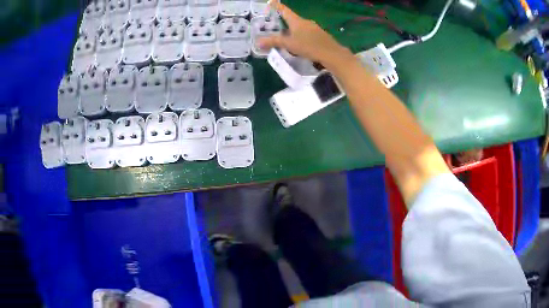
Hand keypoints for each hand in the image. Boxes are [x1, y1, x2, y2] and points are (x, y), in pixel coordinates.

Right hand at [258, 1, 352, 67]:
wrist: (332, 54)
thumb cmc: (309, 46)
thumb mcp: (289, 44)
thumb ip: (273, 42)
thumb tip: (258, 42)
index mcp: (297, 21)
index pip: (284, 10)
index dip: (277, 6)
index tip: (271, 2)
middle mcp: (306, 22)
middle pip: (292, 19)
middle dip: (283, 22)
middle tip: (275, 26)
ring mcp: (314, 28)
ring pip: (300, 27)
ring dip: (292, 31)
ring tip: (286, 39)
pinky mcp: (320, 35)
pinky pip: (307, 33)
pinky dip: (300, 36)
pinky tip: (299, 45)